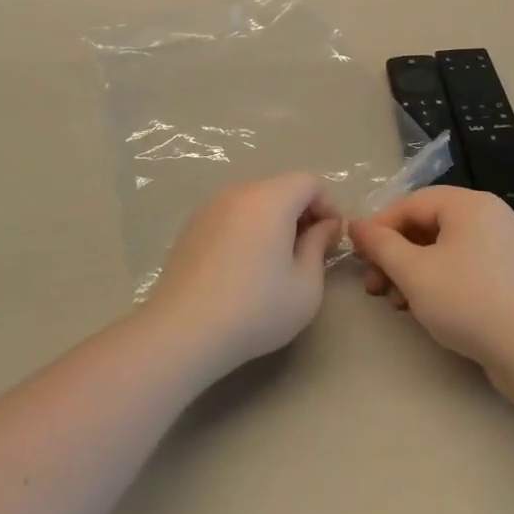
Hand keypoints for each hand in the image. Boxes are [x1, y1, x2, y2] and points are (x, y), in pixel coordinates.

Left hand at [148, 174, 340, 375]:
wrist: (182, 332)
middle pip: (281, 188)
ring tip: (274, 263)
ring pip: (254, 201)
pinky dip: (246, 229)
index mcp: (270, 199)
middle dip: (301, 213)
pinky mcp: (190, 227)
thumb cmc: (255, 309)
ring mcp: (210, 207)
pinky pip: (230, 215)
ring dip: (272, 221)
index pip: (310, 182)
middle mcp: (238, 192)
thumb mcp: (306, 286)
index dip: (328, 206)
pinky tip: (242, 268)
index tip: (330, 242)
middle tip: (307, 254)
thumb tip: (324, 226)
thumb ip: (319, 246)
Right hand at [349, 187, 513, 401]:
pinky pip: (460, 263)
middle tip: (372, 283)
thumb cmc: (468, 301)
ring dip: (410, 270)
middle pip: (426, 224)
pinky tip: (420, 306)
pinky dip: (435, 279)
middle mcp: (486, 215)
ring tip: (394, 302)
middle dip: (394, 254)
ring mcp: (499, 244)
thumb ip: (381, 245)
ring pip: (441, 247)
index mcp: (468, 204)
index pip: (411, 203)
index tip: (357, 255)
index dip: (379, 227)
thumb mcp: (414, 272)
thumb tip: (355, 225)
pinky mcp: (505, 273)